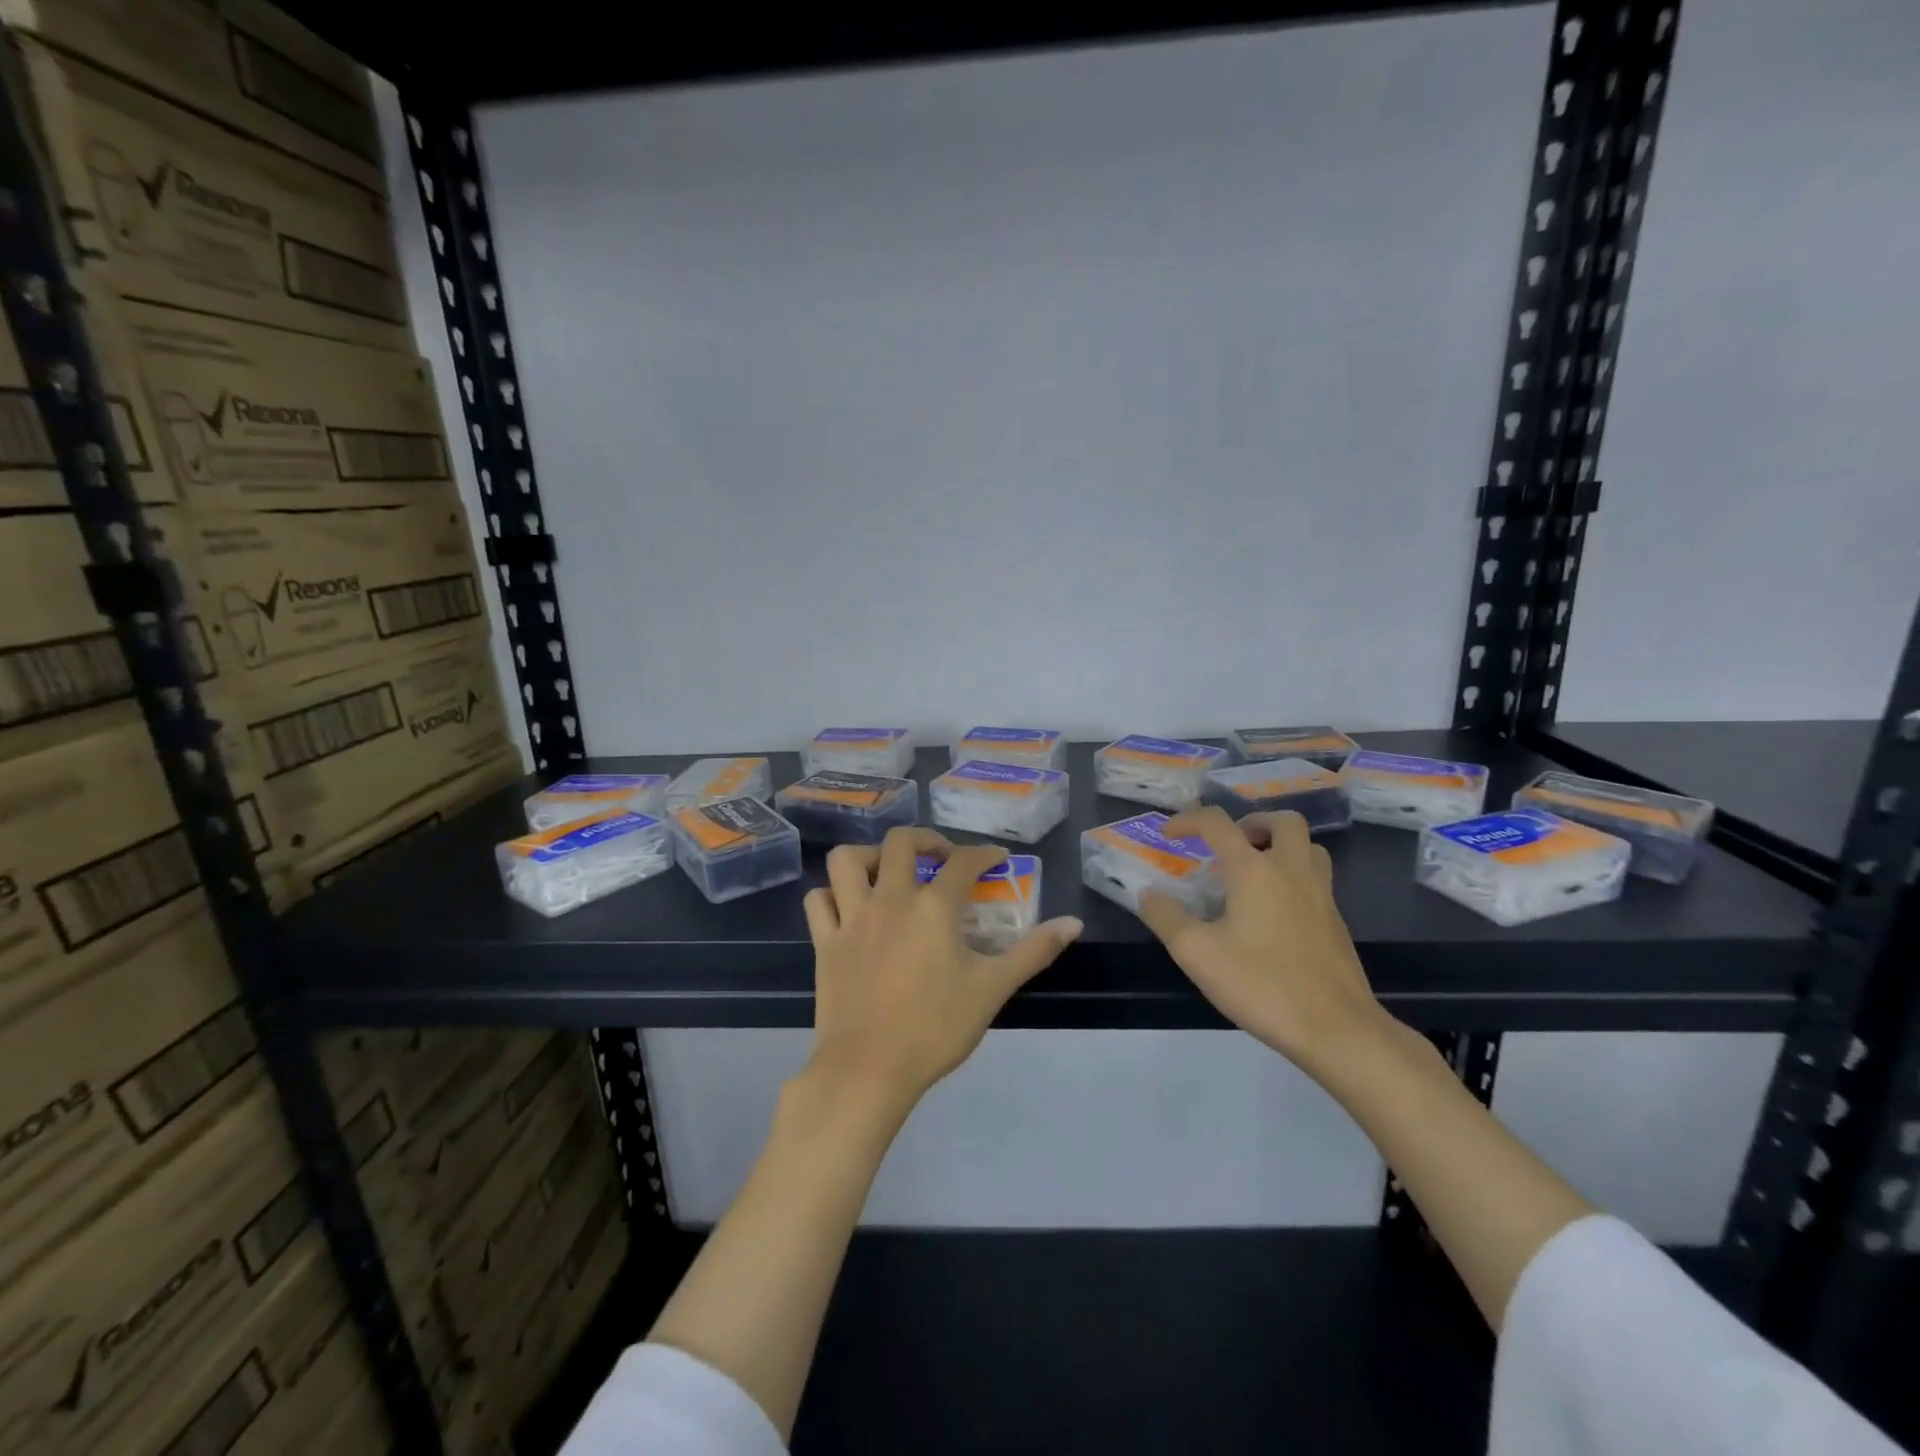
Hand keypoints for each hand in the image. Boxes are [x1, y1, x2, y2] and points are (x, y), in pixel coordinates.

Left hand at [801, 827, 1083, 1112]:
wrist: (869, 1070)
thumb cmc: (935, 1028)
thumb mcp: (993, 988)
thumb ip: (1034, 951)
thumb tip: (1074, 923)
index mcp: (933, 907)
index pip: (964, 862)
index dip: (984, 854)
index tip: (997, 859)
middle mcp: (890, 899)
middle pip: (900, 843)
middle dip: (925, 840)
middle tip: (941, 856)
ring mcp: (852, 918)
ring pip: (845, 861)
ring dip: (868, 856)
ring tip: (886, 871)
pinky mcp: (825, 943)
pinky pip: (818, 901)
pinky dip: (831, 895)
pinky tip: (847, 906)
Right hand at [1138, 807, 1387, 1076]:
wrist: (1337, 1029)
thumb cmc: (1261, 984)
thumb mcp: (1196, 953)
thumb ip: (1166, 917)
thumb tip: (1149, 894)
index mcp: (1255, 870)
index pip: (1217, 823)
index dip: (1187, 821)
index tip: (1167, 836)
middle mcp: (1292, 871)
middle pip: (1282, 821)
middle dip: (1251, 822)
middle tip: (1228, 845)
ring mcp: (1321, 895)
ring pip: (1307, 847)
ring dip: (1279, 845)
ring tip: (1253, 872)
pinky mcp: (1336, 922)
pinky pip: (1315, 879)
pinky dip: (1292, 877)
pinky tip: (1272, 912)